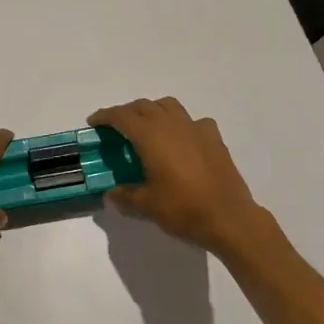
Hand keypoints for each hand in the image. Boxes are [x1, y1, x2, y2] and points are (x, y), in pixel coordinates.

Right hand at [89, 97, 268, 255]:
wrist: (229, 218)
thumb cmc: (183, 209)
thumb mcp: (146, 205)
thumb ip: (125, 196)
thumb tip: (110, 194)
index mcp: (151, 136)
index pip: (122, 116)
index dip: (105, 116)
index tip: (94, 122)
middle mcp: (172, 125)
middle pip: (144, 106)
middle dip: (126, 112)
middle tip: (116, 128)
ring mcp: (196, 129)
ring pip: (169, 106)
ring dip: (153, 111)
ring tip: (147, 128)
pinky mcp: (214, 139)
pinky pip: (193, 121)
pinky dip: (181, 124)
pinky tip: (181, 141)